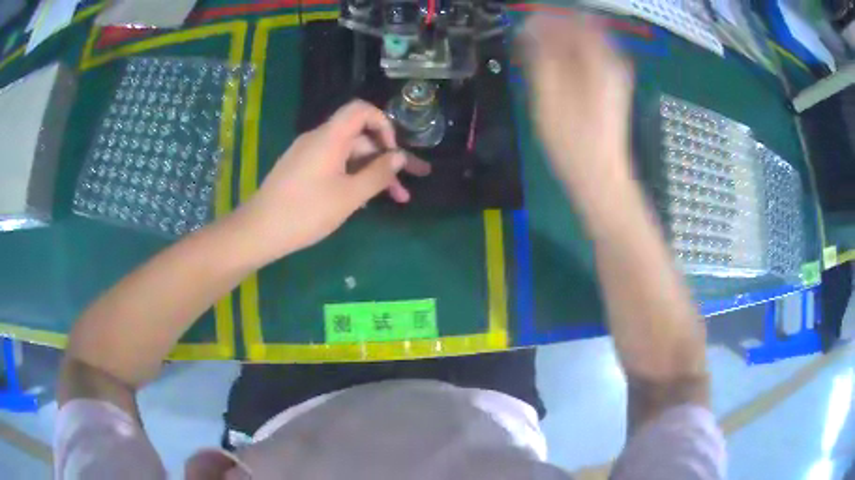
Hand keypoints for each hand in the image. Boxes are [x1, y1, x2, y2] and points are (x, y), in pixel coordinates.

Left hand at [230, 100, 430, 263]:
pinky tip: (362, 200)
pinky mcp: (301, 170)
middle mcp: (319, 139)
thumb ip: (378, 174)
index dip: (383, 124)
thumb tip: (399, 156)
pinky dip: (351, 177)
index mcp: (330, 137)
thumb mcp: (349, 196)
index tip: (394, 151)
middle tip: (405, 188)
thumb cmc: (306, 212)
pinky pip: (333, 165)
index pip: (362, 110)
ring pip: (348, 155)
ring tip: (393, 198)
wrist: (259, 230)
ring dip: (371, 172)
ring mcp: (308, 154)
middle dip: (385, 159)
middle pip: (359, 137)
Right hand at [520, 14, 634, 210]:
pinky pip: (589, 59)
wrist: (600, 178)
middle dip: (552, 29)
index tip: (524, 25)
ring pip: (585, 43)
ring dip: (559, 44)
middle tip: (528, 43)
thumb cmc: (573, 141)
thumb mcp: (549, 94)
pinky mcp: (612, 88)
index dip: (545, 18)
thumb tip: (531, 27)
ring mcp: (615, 75)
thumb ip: (541, 54)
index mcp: (600, 58)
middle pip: (581, 27)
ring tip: (537, 58)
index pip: (571, 19)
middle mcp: (613, 61)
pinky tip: (555, 71)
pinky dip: (569, 58)